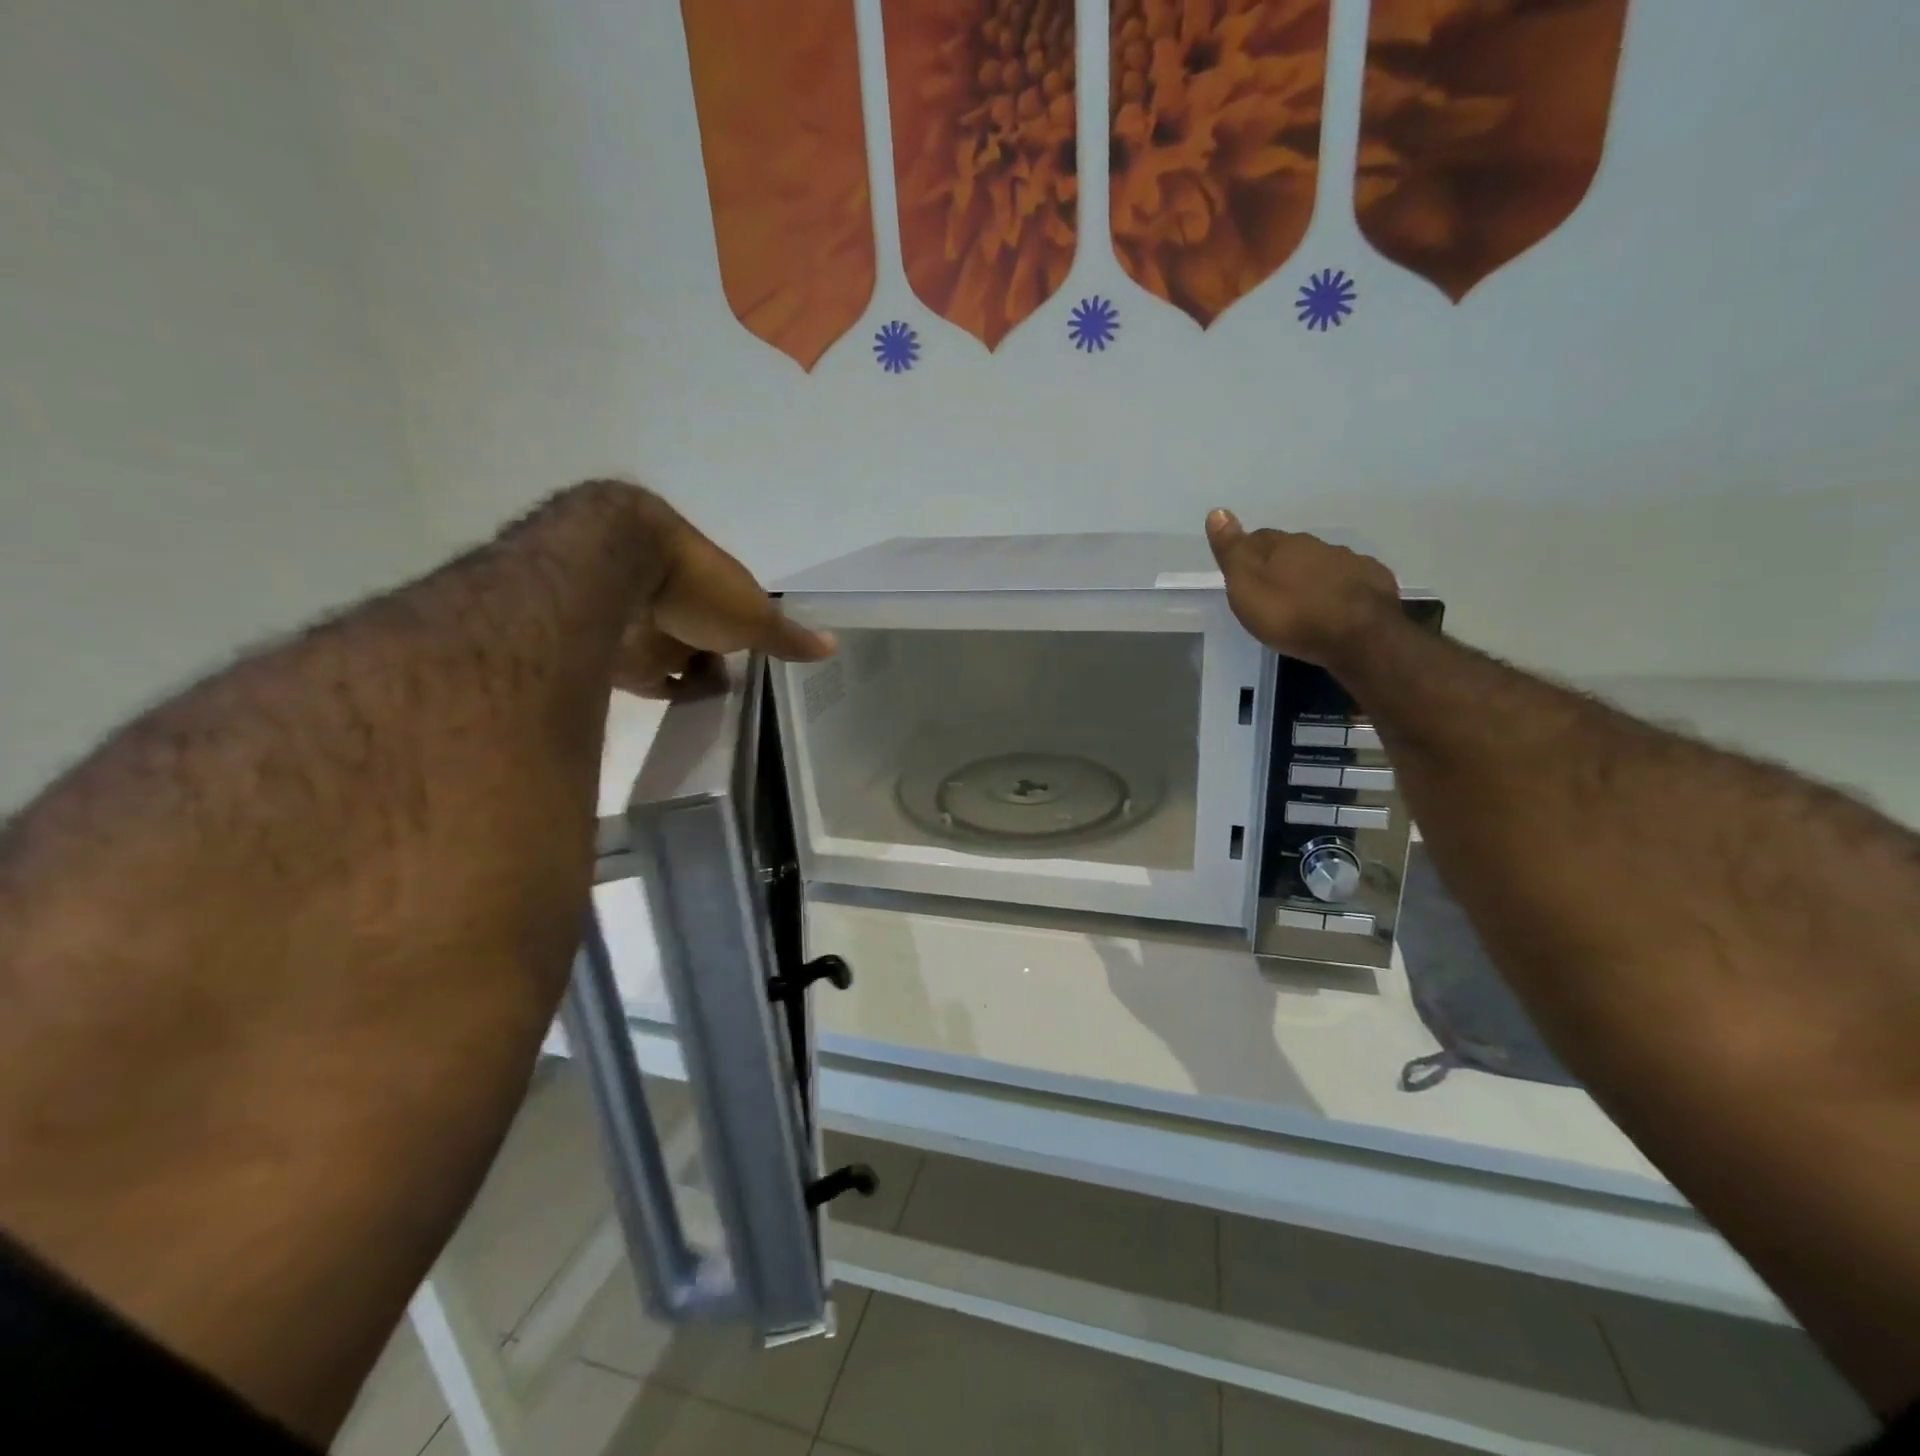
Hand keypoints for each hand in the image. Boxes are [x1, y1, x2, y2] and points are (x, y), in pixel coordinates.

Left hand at [614, 494, 834, 696]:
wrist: (615, 576)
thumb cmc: (697, 588)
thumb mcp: (754, 616)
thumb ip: (788, 636)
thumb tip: (834, 644)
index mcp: (716, 586)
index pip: (738, 613)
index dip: (752, 635)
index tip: (766, 660)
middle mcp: (684, 605)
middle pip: (707, 638)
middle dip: (723, 661)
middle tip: (747, 692)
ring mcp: (652, 630)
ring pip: (679, 661)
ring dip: (699, 681)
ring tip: (726, 708)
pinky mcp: (625, 657)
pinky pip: (653, 684)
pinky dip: (673, 697)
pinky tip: (696, 714)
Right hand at [1205, 509, 1399, 667]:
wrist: (1359, 637)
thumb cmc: (1291, 616)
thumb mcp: (1247, 588)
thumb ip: (1233, 552)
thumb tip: (1217, 511)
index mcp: (1284, 546)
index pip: (1258, 538)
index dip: (1248, 551)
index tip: (1241, 570)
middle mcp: (1318, 545)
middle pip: (1292, 549)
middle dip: (1280, 563)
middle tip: (1270, 588)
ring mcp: (1350, 561)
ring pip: (1322, 562)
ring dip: (1310, 576)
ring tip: (1302, 600)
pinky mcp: (1374, 581)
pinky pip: (1350, 578)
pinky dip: (1339, 588)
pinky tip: (1336, 605)